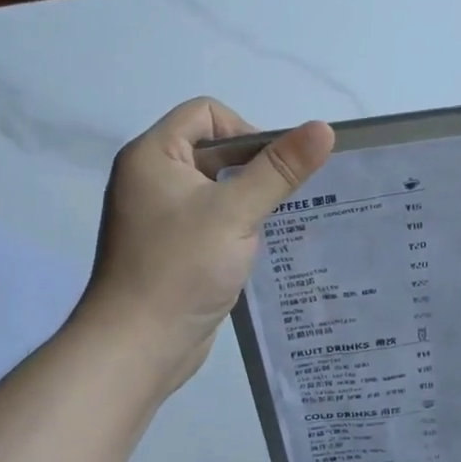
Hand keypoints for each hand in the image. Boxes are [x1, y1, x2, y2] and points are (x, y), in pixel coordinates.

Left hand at [80, 99, 334, 395]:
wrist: (137, 348)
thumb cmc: (181, 268)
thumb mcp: (236, 212)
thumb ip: (280, 169)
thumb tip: (324, 128)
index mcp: (152, 155)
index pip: (206, 113)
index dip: (245, 130)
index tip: (272, 168)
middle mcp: (151, 178)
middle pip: (213, 149)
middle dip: (253, 168)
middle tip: (286, 197)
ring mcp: (159, 215)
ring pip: (216, 187)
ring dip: (249, 199)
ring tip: (279, 223)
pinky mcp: (171, 247)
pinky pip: (211, 218)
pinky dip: (237, 225)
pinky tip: (259, 248)